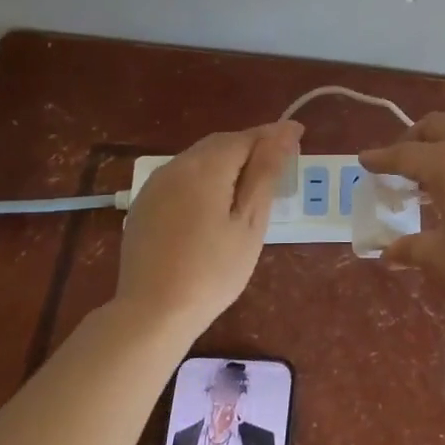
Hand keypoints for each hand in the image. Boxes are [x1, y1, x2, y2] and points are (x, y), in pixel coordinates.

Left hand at [116, 121, 301, 333]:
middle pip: (220, 143)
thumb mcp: (249, 222)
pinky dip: (204, 178)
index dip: (274, 134)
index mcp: (206, 166)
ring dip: (227, 162)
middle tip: (279, 162)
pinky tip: (214, 202)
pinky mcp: (144, 204)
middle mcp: (176, 165)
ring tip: (251, 183)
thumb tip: (284, 132)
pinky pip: (181, 177)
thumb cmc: (213, 270)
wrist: (153, 312)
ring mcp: (155, 184)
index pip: (246, 136)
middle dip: (250, 146)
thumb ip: (265, 172)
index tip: (299, 135)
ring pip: (198, 159)